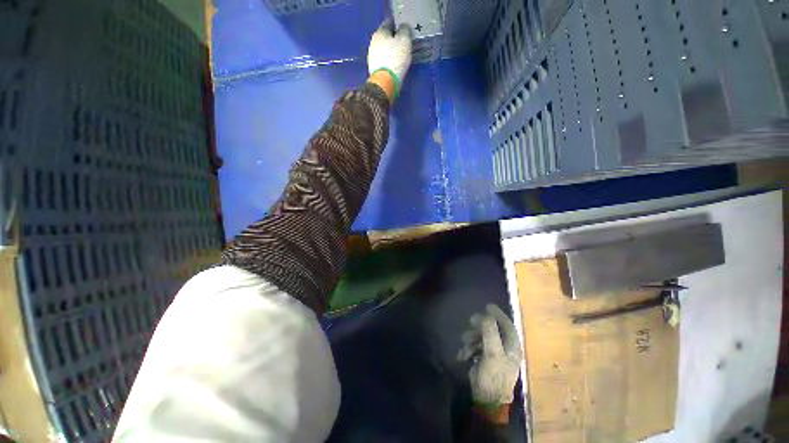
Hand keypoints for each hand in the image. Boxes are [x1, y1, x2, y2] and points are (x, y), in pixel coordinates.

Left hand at [367, 18, 412, 97]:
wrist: (385, 83)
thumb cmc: (395, 58)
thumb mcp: (404, 41)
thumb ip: (405, 31)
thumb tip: (403, 27)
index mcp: (380, 32)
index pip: (389, 22)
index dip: (397, 23)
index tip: (404, 26)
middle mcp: (373, 42)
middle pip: (385, 37)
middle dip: (393, 38)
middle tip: (403, 41)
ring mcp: (372, 57)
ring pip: (383, 49)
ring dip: (390, 50)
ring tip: (400, 54)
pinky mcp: (374, 69)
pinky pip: (383, 61)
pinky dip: (388, 61)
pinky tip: (394, 64)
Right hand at [458, 304, 521, 405]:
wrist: (486, 399)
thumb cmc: (493, 376)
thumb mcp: (492, 353)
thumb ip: (490, 332)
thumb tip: (487, 314)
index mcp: (512, 346)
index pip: (508, 325)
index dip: (498, 314)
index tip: (487, 306)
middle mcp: (505, 348)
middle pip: (493, 328)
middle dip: (480, 325)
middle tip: (470, 321)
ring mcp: (495, 353)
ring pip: (482, 336)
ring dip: (471, 337)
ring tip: (464, 343)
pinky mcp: (485, 358)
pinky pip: (476, 346)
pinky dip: (468, 348)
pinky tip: (463, 355)